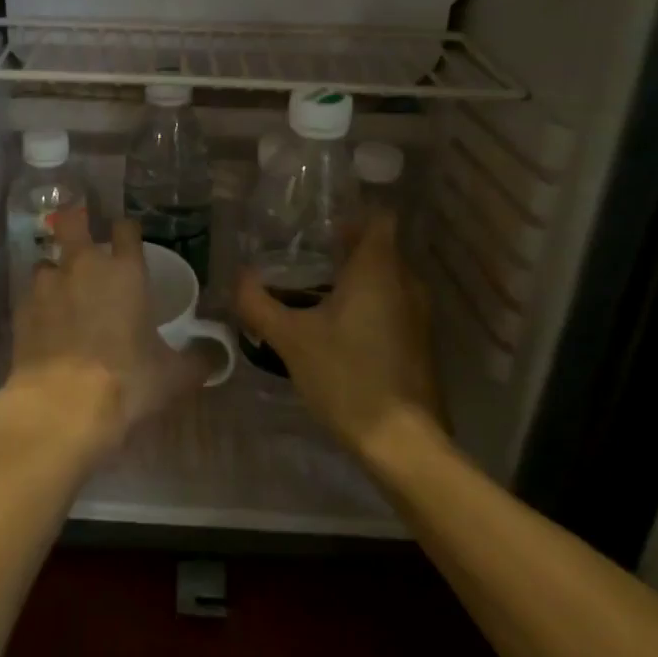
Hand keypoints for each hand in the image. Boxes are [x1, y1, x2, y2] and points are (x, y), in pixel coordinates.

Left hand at [0, 210, 206, 459]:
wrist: (62, 406)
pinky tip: (46, 326)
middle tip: (84, 242)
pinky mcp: (20, 310)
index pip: (126, 229)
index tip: (128, 238)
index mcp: (125, 271)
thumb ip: (199, 359)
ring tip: (63, 295)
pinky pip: (30, 296)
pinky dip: (38, 305)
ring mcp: (47, 285)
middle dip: (77, 224)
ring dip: (55, 273)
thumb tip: (218, 357)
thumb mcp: (174, 375)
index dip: (127, 230)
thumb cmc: (127, 381)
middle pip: (72, 223)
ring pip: (47, 262)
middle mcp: (83, 266)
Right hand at [234, 212, 446, 455]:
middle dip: (344, 250)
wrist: (402, 441)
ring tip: (311, 292)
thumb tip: (238, 277)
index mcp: (379, 271)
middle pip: (379, 249)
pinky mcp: (418, 344)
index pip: (378, 219)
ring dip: (354, 281)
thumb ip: (259, 303)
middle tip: (301, 258)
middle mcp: (406, 284)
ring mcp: (418, 316)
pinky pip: (391, 307)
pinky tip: (335, 329)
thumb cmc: (346, 376)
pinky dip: (367, 307)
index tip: (319, 224)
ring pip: (386, 281)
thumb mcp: (290, 339)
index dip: (352, 215)